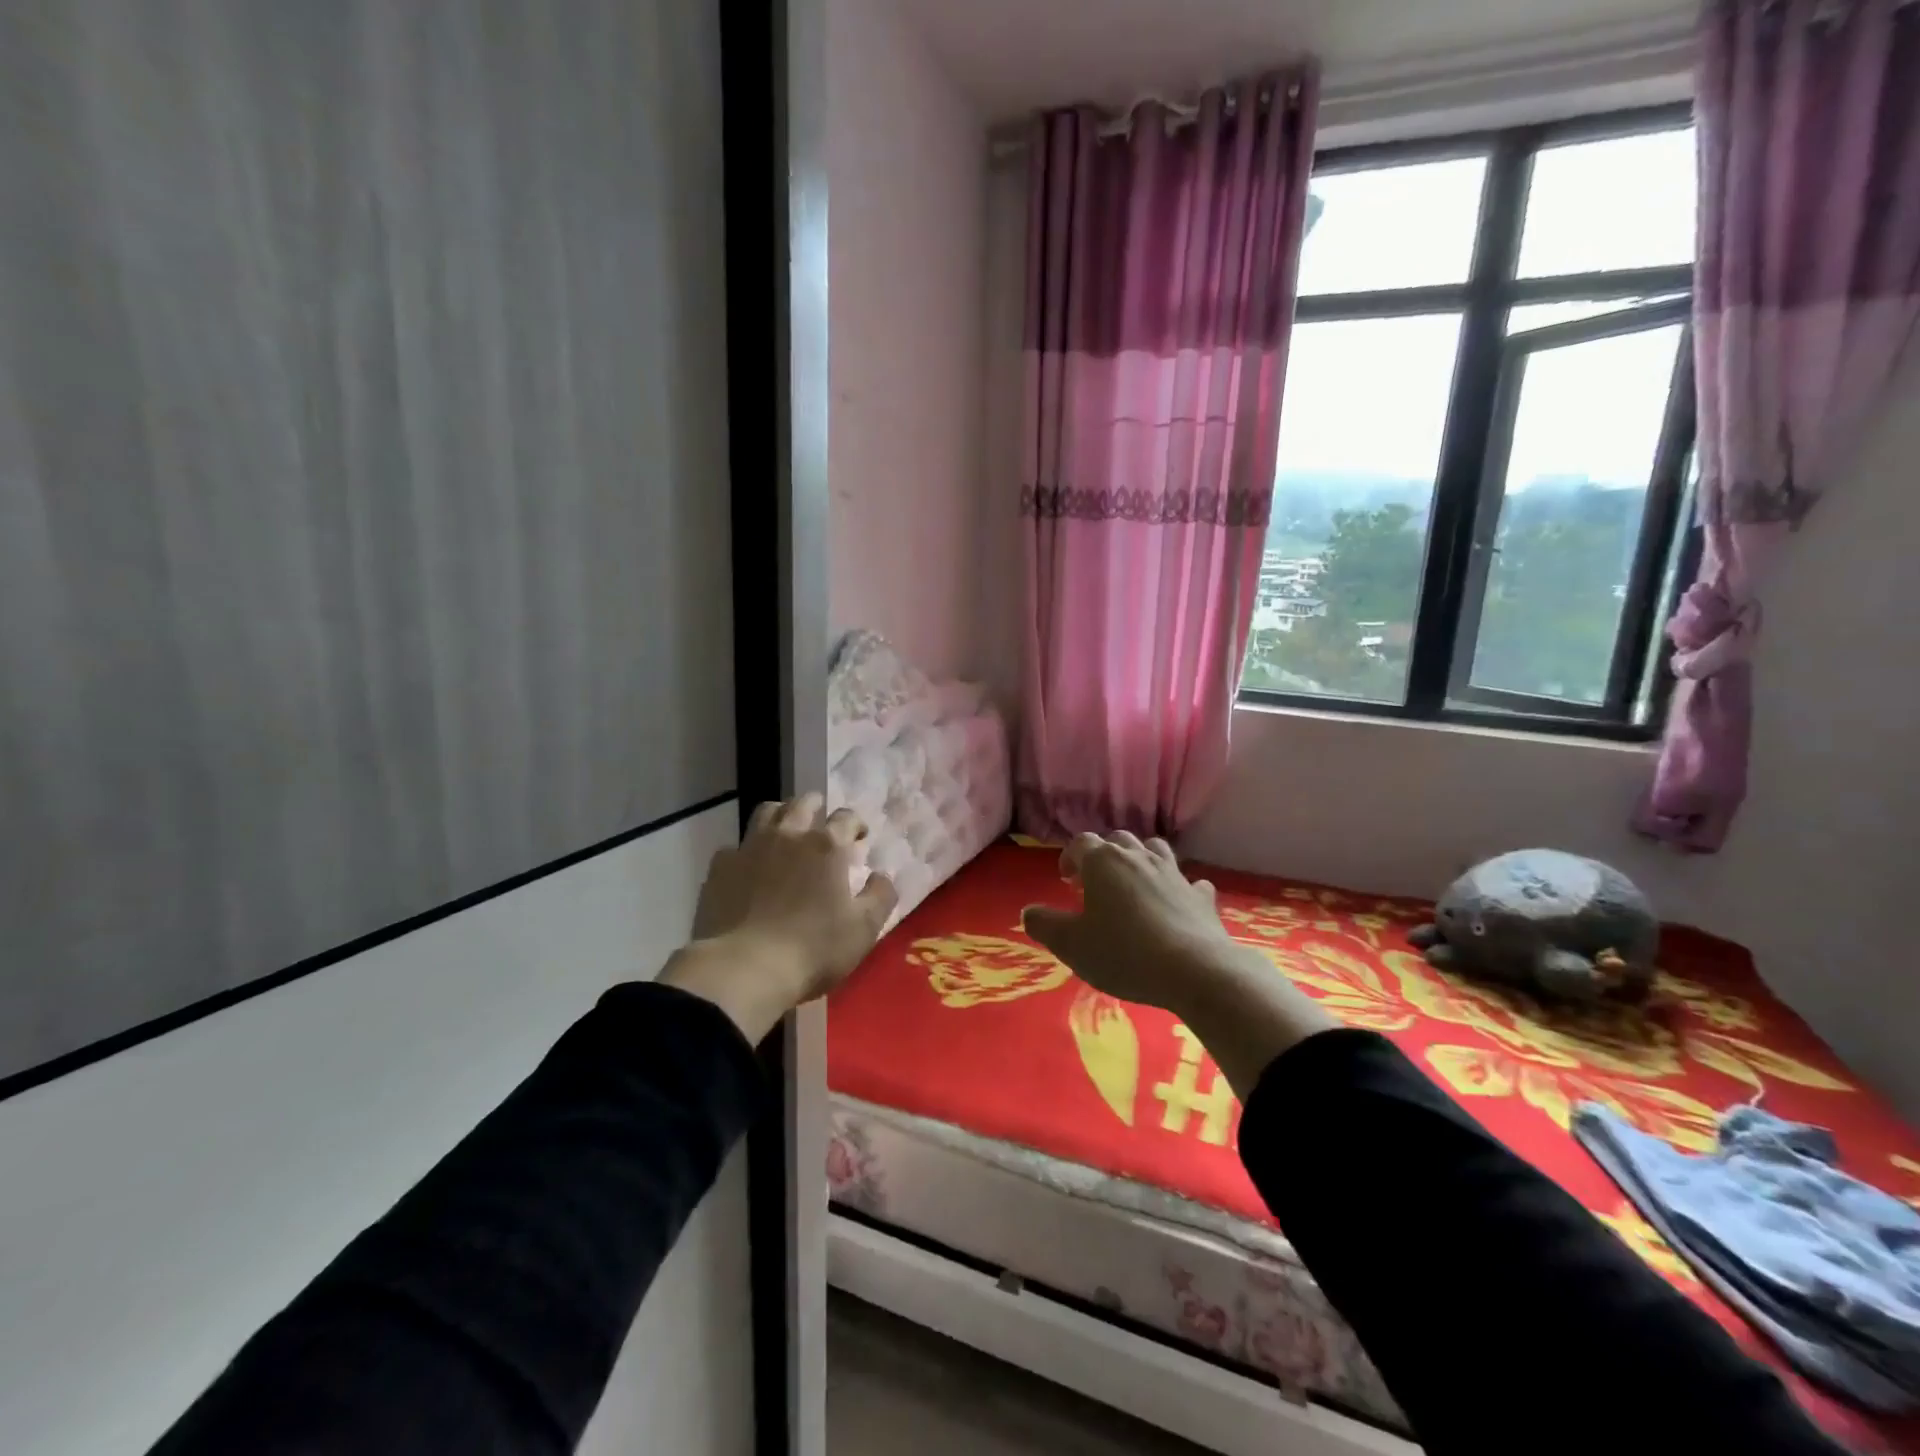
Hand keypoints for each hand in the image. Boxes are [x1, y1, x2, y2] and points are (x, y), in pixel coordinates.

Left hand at [663, 793, 897, 1040]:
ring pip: (766, 812)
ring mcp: (750, 848)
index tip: (859, 837)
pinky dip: (746, 852)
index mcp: (826, 846)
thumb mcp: (864, 929)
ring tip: (785, 832)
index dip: (855, 824)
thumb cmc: (813, 948)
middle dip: (816, 806)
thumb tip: (882, 876)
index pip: (845, 817)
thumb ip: (880, 896)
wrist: (745, 968)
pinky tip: (748, 869)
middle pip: (803, 803)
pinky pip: (734, 847)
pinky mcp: (720, 867)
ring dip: (781, 815)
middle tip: (822, 823)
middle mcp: (788, 835)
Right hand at [1021, 832, 1238, 1013]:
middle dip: (1103, 856)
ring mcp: (1174, 874)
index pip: (1081, 843)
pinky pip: (1188, 882)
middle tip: (1095, 883)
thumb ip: (1045, 925)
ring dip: (1140, 860)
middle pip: (1117, 840)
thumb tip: (1028, 912)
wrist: (1195, 971)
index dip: (1070, 857)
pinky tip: (1174, 904)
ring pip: (1154, 850)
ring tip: (1132, 885)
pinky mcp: (1201, 896)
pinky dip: (1177, 888)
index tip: (1066, 880)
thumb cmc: (1124, 953)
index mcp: (1103, 862)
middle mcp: (1139, 857)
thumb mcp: (1071, 945)